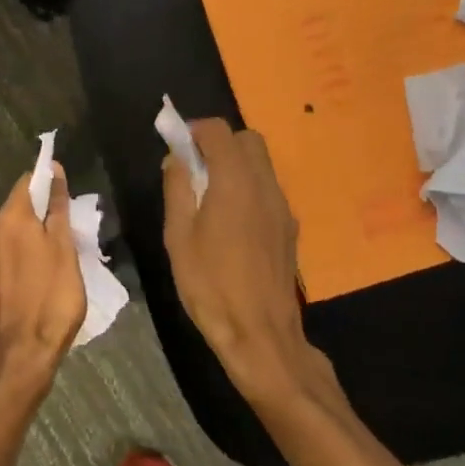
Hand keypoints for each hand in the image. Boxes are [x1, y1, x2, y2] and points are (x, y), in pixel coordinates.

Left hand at [0, 164, 86, 396]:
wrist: (20, 355)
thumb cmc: (51, 297)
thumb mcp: (64, 248)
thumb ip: (57, 207)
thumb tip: (54, 170)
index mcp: (10, 219)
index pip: (26, 184)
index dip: (47, 184)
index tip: (65, 196)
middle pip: (17, 211)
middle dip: (39, 217)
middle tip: (65, 236)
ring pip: (8, 237)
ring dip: (28, 241)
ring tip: (52, 263)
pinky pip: (1, 260)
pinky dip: (17, 262)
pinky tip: (33, 282)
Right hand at [162, 119, 323, 403]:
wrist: (261, 335)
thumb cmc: (210, 285)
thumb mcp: (178, 236)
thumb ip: (177, 188)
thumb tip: (175, 157)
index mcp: (234, 182)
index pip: (218, 130)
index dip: (195, 130)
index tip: (177, 146)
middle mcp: (264, 185)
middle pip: (247, 140)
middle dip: (220, 142)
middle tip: (194, 167)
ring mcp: (282, 206)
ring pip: (261, 163)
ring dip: (236, 164)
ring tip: (210, 195)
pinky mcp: (289, 227)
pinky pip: (268, 188)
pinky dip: (249, 185)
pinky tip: (231, 220)